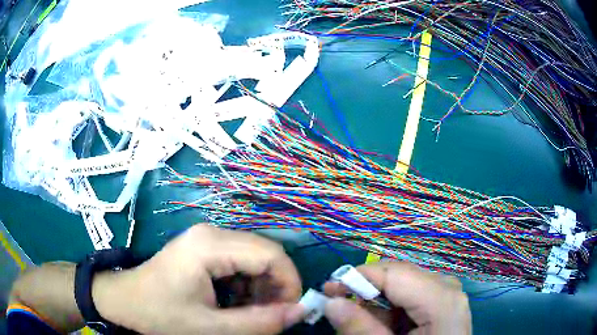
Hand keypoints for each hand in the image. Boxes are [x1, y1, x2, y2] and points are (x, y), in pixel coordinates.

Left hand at [92, 225, 303, 334]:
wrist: (125, 301)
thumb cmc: (161, 315)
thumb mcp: (211, 328)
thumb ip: (259, 323)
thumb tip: (301, 311)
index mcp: (211, 246)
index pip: (271, 255)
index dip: (289, 283)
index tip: (290, 312)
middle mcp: (212, 233)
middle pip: (265, 254)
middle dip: (276, 287)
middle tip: (271, 317)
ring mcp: (207, 239)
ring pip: (254, 258)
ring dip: (261, 288)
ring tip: (250, 314)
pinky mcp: (203, 248)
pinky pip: (239, 262)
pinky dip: (247, 285)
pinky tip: (235, 304)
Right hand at [323, 262, 470, 334]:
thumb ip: (360, 329)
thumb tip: (331, 303)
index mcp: (441, 299)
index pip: (393, 273)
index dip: (357, 276)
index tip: (328, 289)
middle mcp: (448, 288)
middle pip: (400, 276)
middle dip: (367, 290)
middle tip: (340, 307)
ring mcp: (448, 294)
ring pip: (404, 286)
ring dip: (378, 303)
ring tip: (365, 324)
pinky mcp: (444, 303)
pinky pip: (413, 296)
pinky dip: (393, 309)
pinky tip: (386, 326)